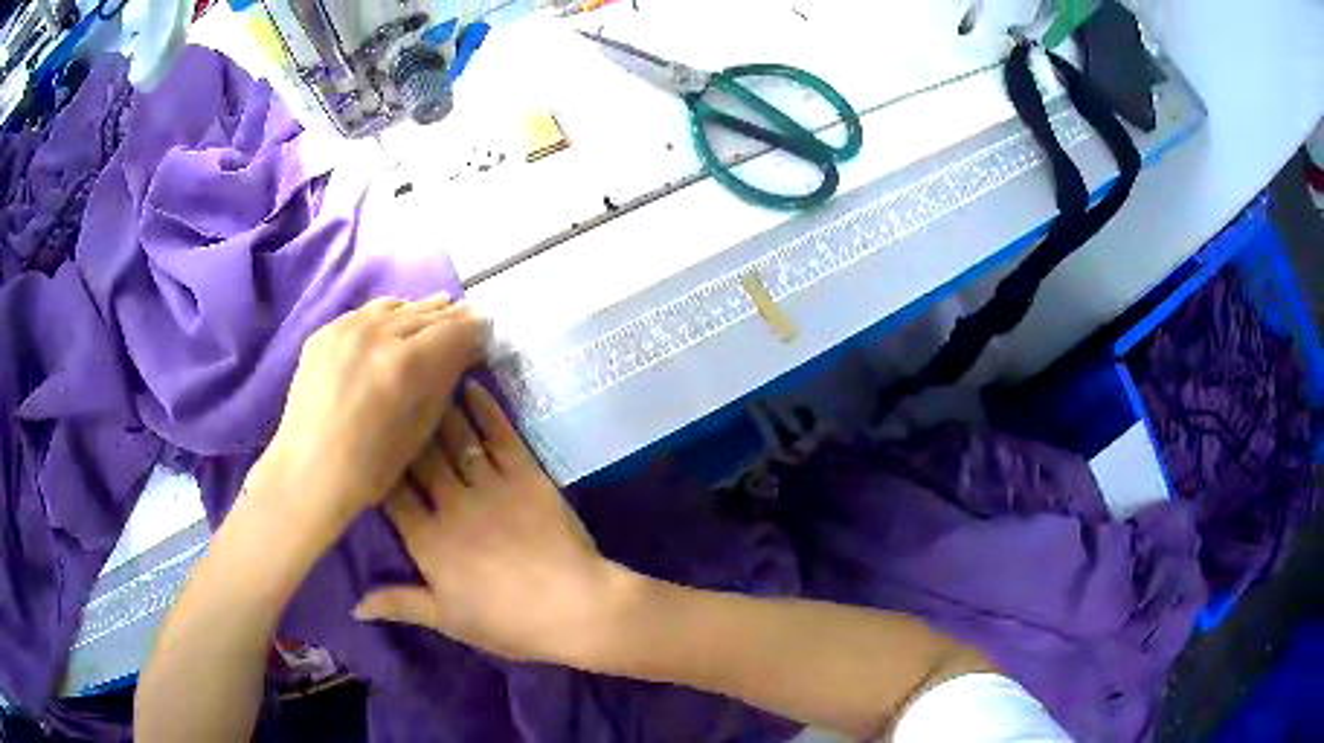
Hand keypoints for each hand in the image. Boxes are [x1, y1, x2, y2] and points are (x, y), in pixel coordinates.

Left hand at [253, 294, 487, 542]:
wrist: (309, 472)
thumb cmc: (371, 467)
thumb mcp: (420, 429)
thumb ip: (443, 381)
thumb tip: (463, 351)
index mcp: (405, 364)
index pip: (452, 330)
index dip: (473, 328)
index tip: (485, 329)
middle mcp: (376, 335)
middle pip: (425, 313)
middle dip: (450, 315)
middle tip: (468, 315)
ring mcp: (345, 329)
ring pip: (394, 306)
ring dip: (418, 310)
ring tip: (435, 312)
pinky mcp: (324, 332)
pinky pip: (365, 313)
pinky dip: (386, 315)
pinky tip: (394, 322)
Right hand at [353, 381, 633, 664]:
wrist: (575, 609)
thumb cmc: (508, 623)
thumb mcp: (448, 621)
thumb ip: (399, 604)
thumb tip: (353, 605)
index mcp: (427, 542)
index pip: (391, 495)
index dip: (377, 467)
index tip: (365, 440)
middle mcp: (451, 506)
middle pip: (419, 458)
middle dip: (402, 428)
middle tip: (390, 395)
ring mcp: (489, 486)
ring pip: (454, 438)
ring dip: (438, 408)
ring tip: (422, 377)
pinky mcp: (526, 475)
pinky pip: (501, 435)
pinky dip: (485, 408)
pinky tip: (471, 384)